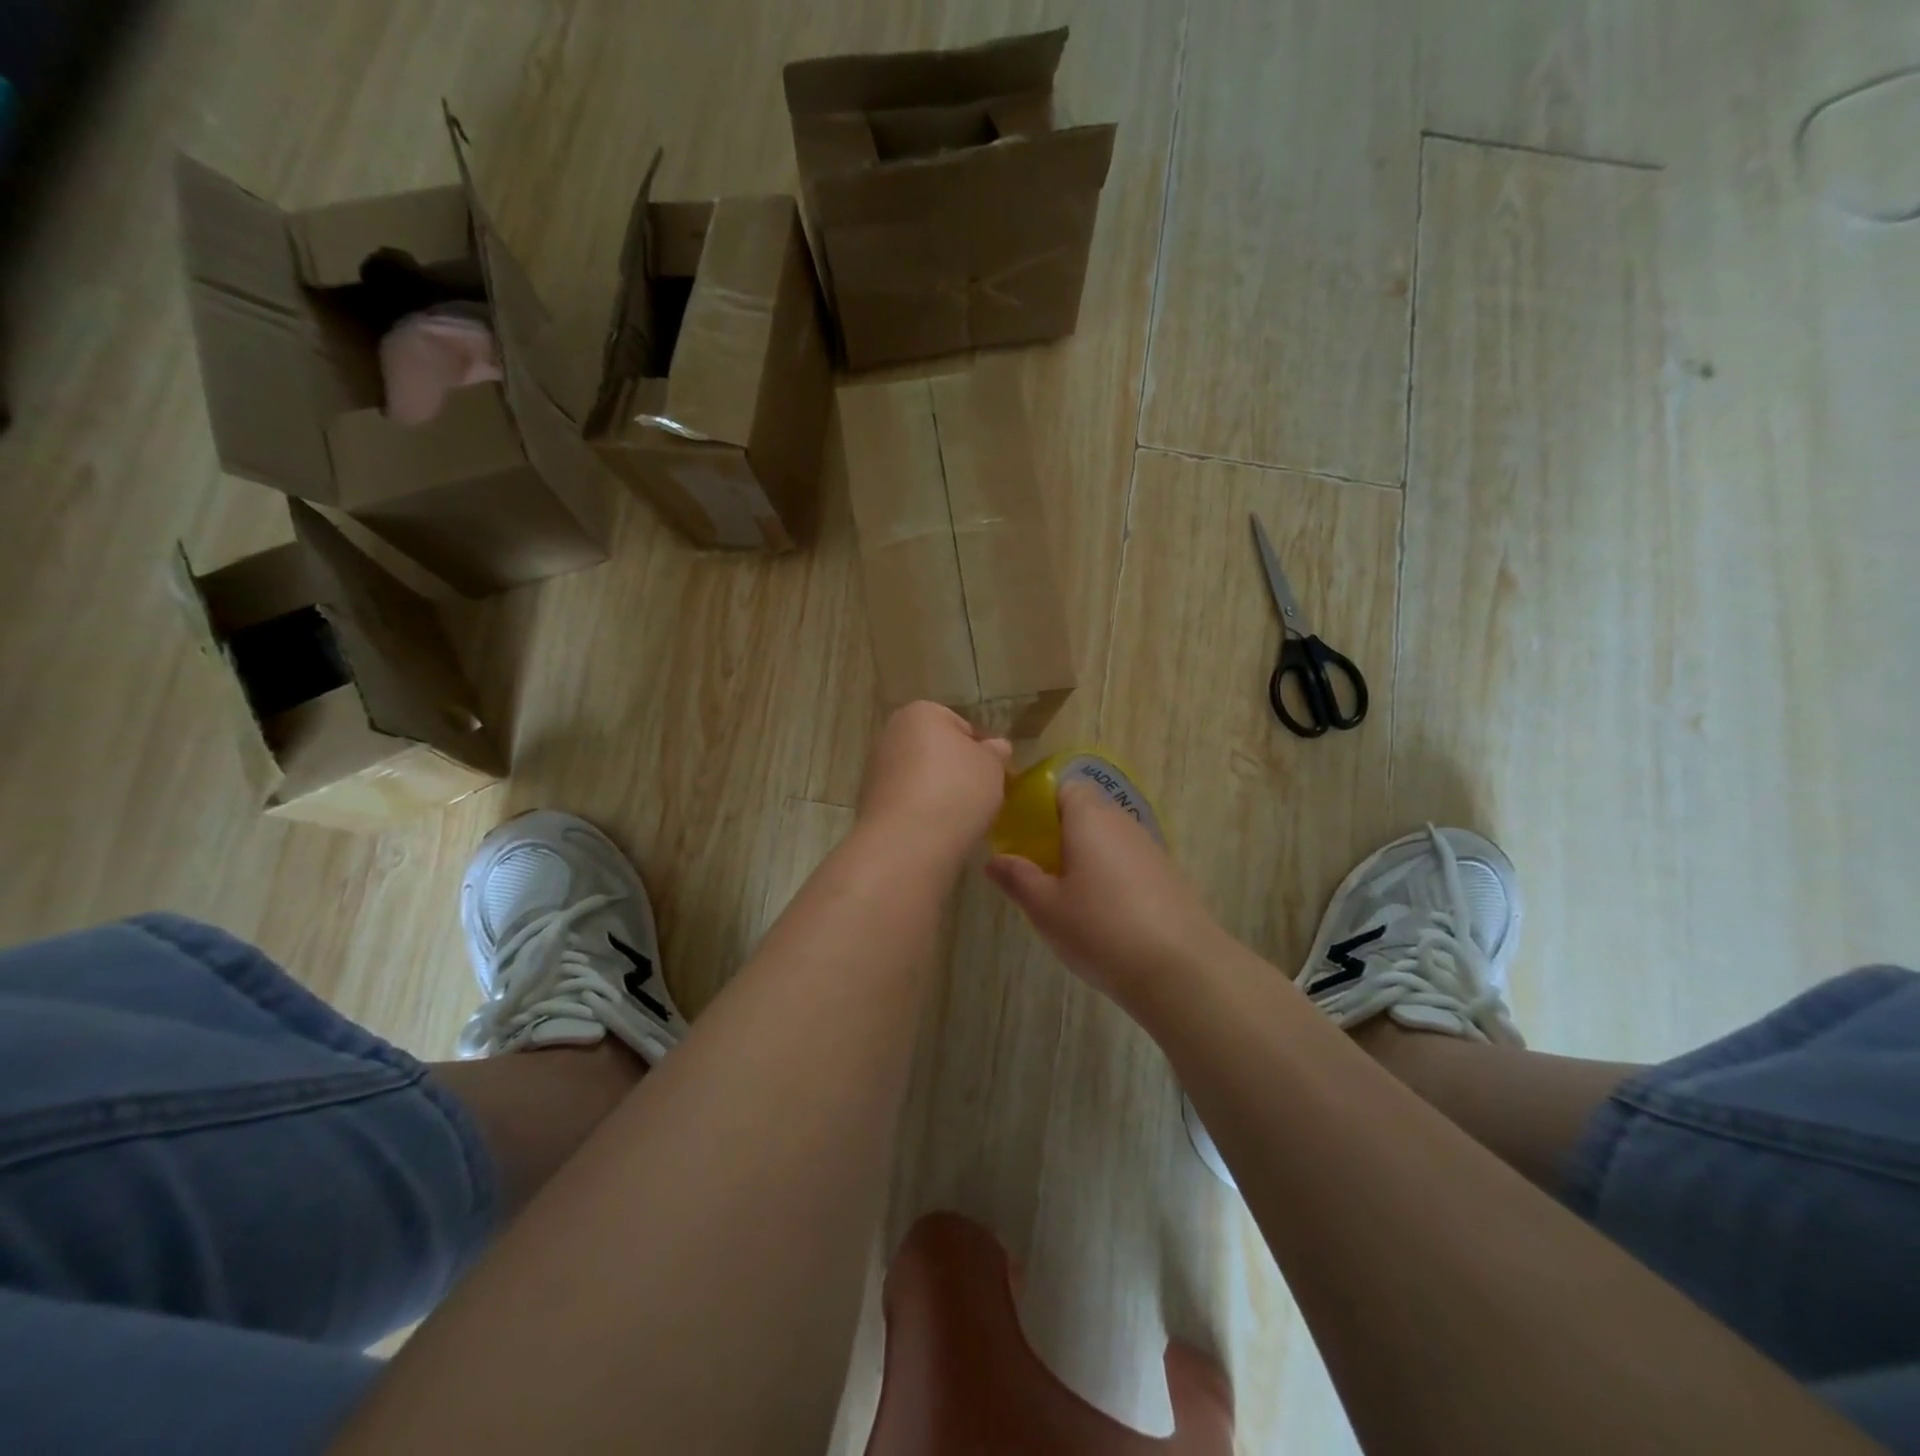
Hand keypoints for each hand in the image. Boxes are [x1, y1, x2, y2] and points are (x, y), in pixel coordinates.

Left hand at [856, 702, 1011, 859]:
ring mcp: (875, 769)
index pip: (960, 725)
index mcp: (920, 713)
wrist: (908, 842)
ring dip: (937, 791)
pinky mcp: (868, 802)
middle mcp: (891, 733)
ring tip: (959, 817)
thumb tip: (995, 747)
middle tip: (979, 795)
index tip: (993, 774)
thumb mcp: (993, 766)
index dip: (981, 750)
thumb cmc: (956, 790)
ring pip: (919, 777)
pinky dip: (920, 812)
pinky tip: (935, 830)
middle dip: (955, 769)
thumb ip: (996, 752)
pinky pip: (906, 801)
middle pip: (935, 750)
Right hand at [985, 782, 1232, 1000]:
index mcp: (1089, 817)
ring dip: (1082, 855)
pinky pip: (1125, 861)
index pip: (1062, 786)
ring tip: (1062, 893)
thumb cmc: (1101, 929)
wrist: (1181, 969)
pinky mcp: (1166, 876)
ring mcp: (1148, 848)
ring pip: (1105, 838)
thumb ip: (1017, 877)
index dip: (1037, 803)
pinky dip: (1106, 874)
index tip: (1017, 833)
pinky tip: (1098, 911)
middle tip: (1033, 867)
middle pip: (1084, 811)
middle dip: (1056, 832)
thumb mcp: (1045, 907)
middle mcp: (1121, 821)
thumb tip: (994, 859)